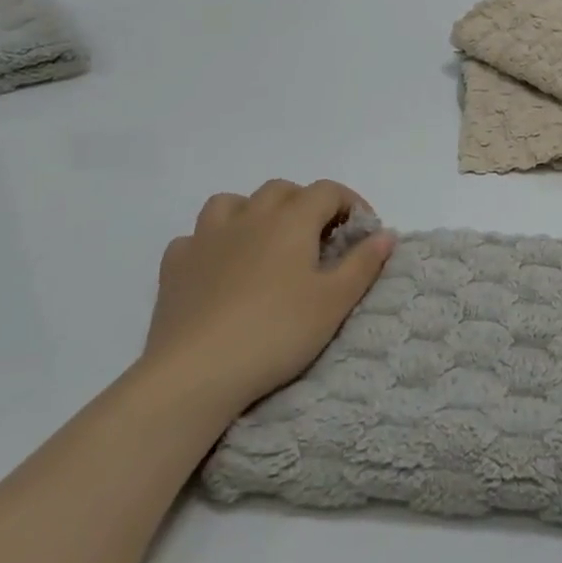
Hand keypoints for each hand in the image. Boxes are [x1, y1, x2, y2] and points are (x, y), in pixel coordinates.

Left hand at [140, 179, 396, 418]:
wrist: (195, 373)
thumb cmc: (276, 332)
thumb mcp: (334, 302)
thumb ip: (363, 263)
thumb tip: (386, 234)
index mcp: (292, 220)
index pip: (328, 191)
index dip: (351, 204)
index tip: (363, 234)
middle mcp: (249, 216)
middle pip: (282, 190)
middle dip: (306, 205)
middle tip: (319, 240)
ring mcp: (207, 238)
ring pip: (232, 202)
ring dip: (254, 213)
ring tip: (265, 243)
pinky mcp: (175, 265)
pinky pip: (196, 237)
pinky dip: (213, 243)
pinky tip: (219, 268)